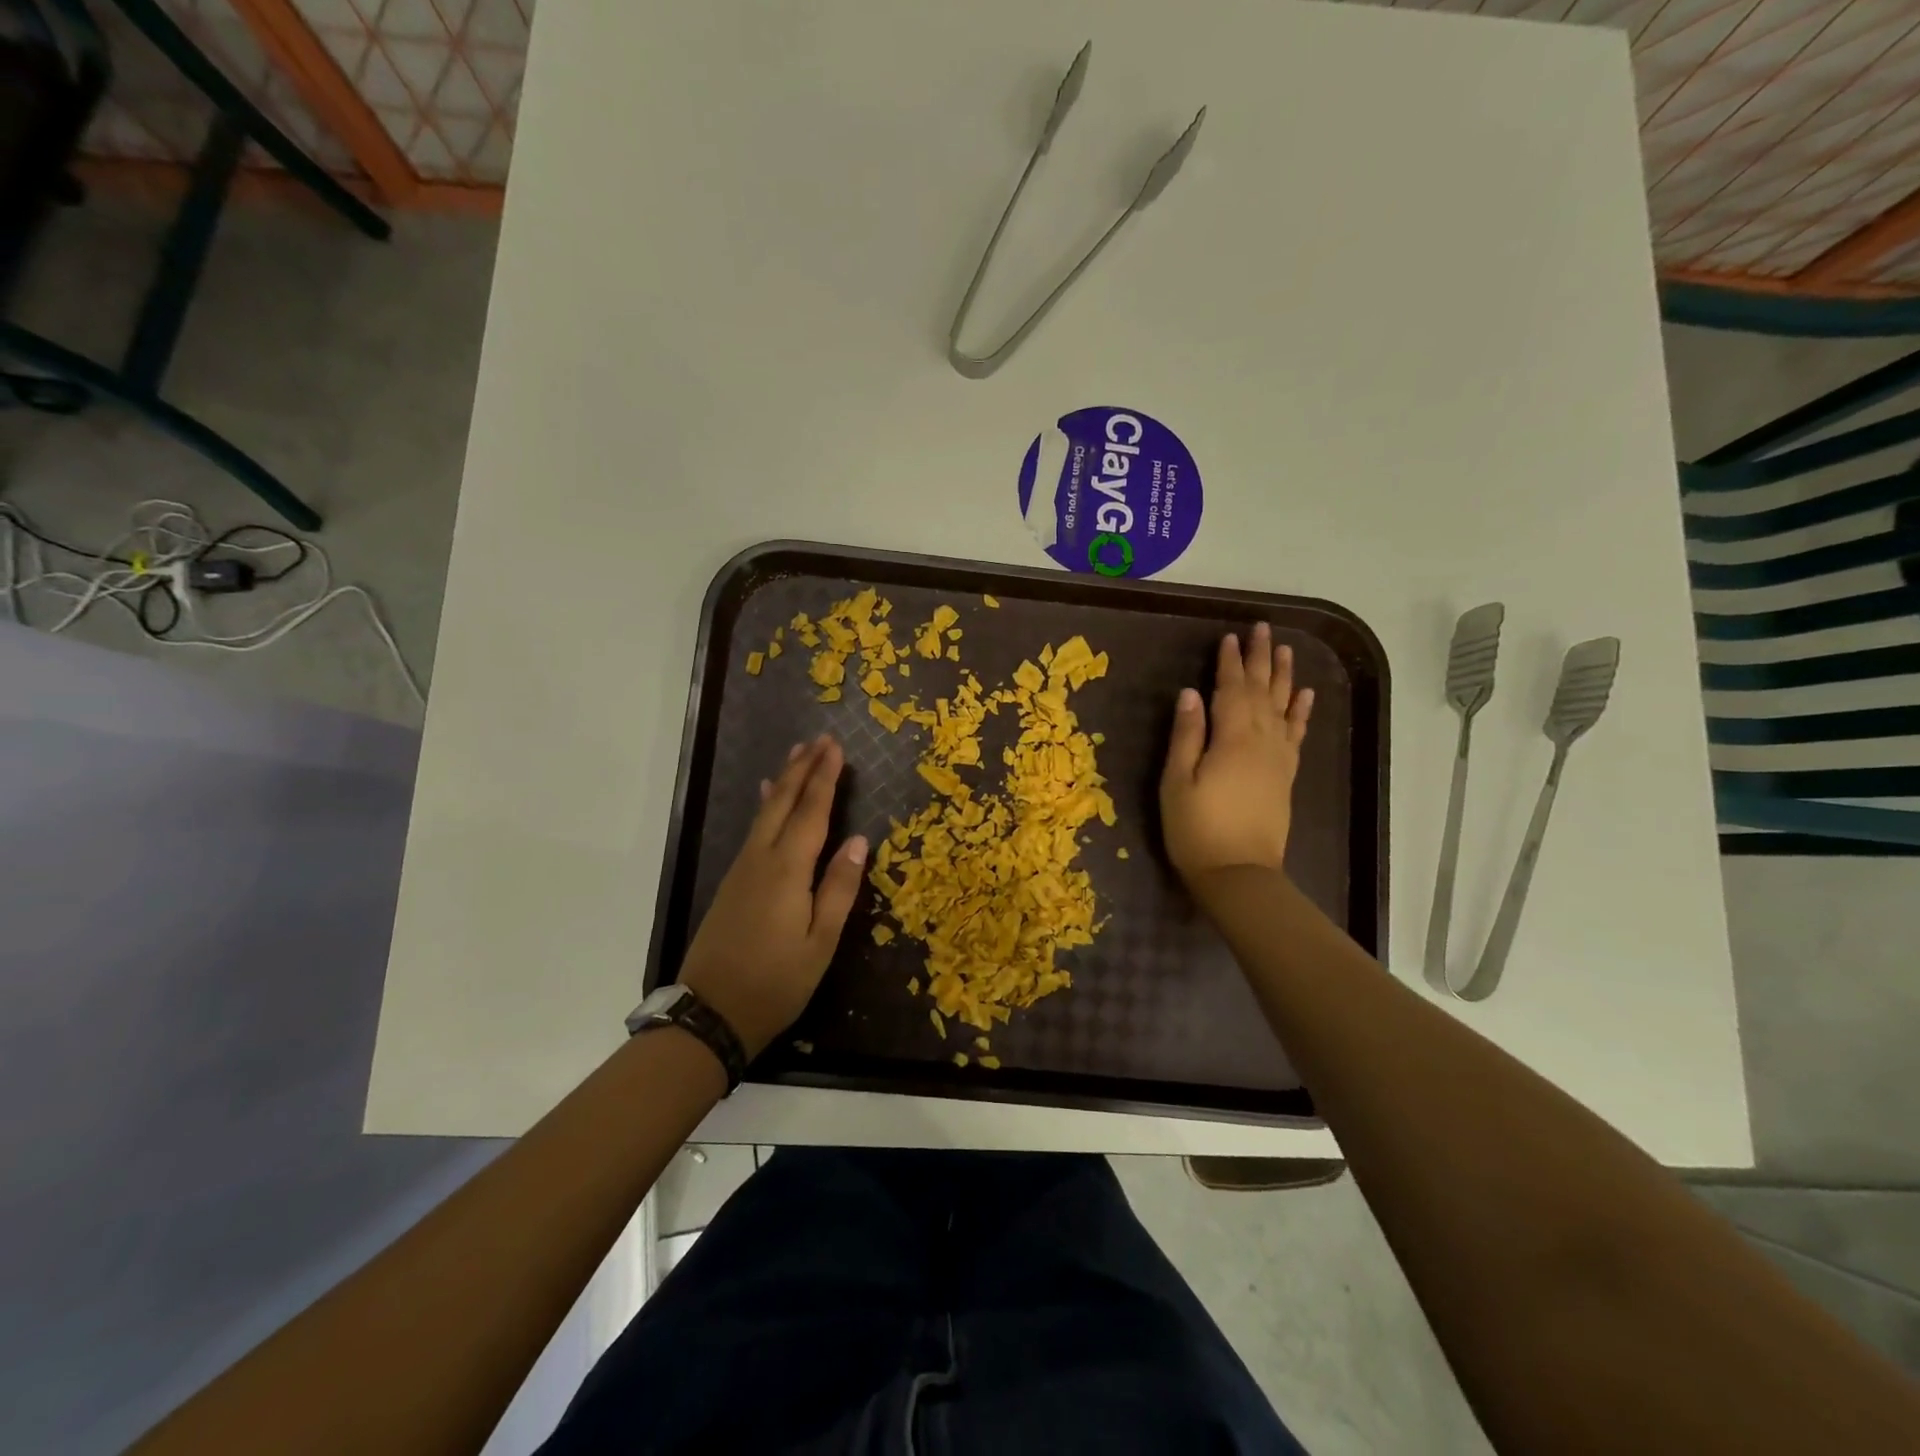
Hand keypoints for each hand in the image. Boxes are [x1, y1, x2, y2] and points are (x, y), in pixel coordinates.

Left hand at [678, 736, 868, 1058]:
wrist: (710, 1012)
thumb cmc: (776, 982)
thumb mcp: (820, 942)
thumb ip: (839, 888)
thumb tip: (857, 840)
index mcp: (787, 870)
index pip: (811, 812)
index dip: (825, 778)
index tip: (836, 748)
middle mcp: (761, 860)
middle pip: (782, 803)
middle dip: (802, 769)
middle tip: (817, 739)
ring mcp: (741, 870)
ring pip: (764, 813)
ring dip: (783, 781)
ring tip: (796, 756)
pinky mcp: (731, 883)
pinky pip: (753, 830)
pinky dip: (766, 806)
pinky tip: (765, 799)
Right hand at [1160, 623, 1314, 889]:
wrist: (1238, 874)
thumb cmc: (1197, 829)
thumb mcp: (1177, 782)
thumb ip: (1186, 736)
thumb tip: (1190, 694)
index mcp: (1232, 739)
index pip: (1232, 690)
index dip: (1230, 663)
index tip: (1230, 637)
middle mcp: (1262, 741)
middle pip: (1263, 691)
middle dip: (1261, 659)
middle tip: (1263, 629)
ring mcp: (1278, 758)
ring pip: (1284, 707)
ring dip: (1285, 677)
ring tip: (1287, 650)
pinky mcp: (1285, 775)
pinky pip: (1297, 734)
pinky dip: (1302, 712)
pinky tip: (1305, 696)